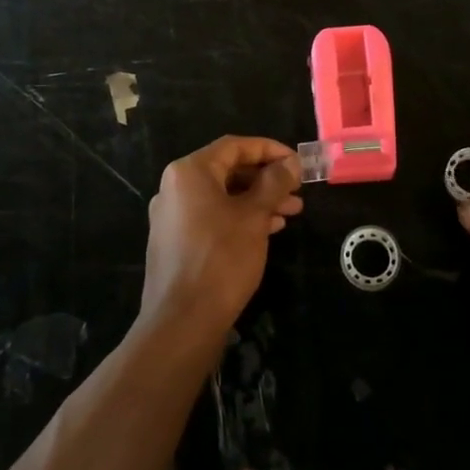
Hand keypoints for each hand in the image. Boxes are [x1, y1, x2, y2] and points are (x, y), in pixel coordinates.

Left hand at [143, 136, 302, 340]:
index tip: (297, 162)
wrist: (182, 322)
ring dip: (257, 200)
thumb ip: (274, 183)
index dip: (269, 149)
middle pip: (227, 170)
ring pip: (222, 196)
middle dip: (266, 179)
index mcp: (189, 172)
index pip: (234, 146)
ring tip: (292, 212)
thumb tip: (290, 162)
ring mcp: (172, 216)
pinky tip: (268, 230)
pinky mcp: (175, 242)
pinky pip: (212, 217)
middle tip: (298, 190)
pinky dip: (240, 218)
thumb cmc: (221, 259)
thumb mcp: (254, 216)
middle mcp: (175, 188)